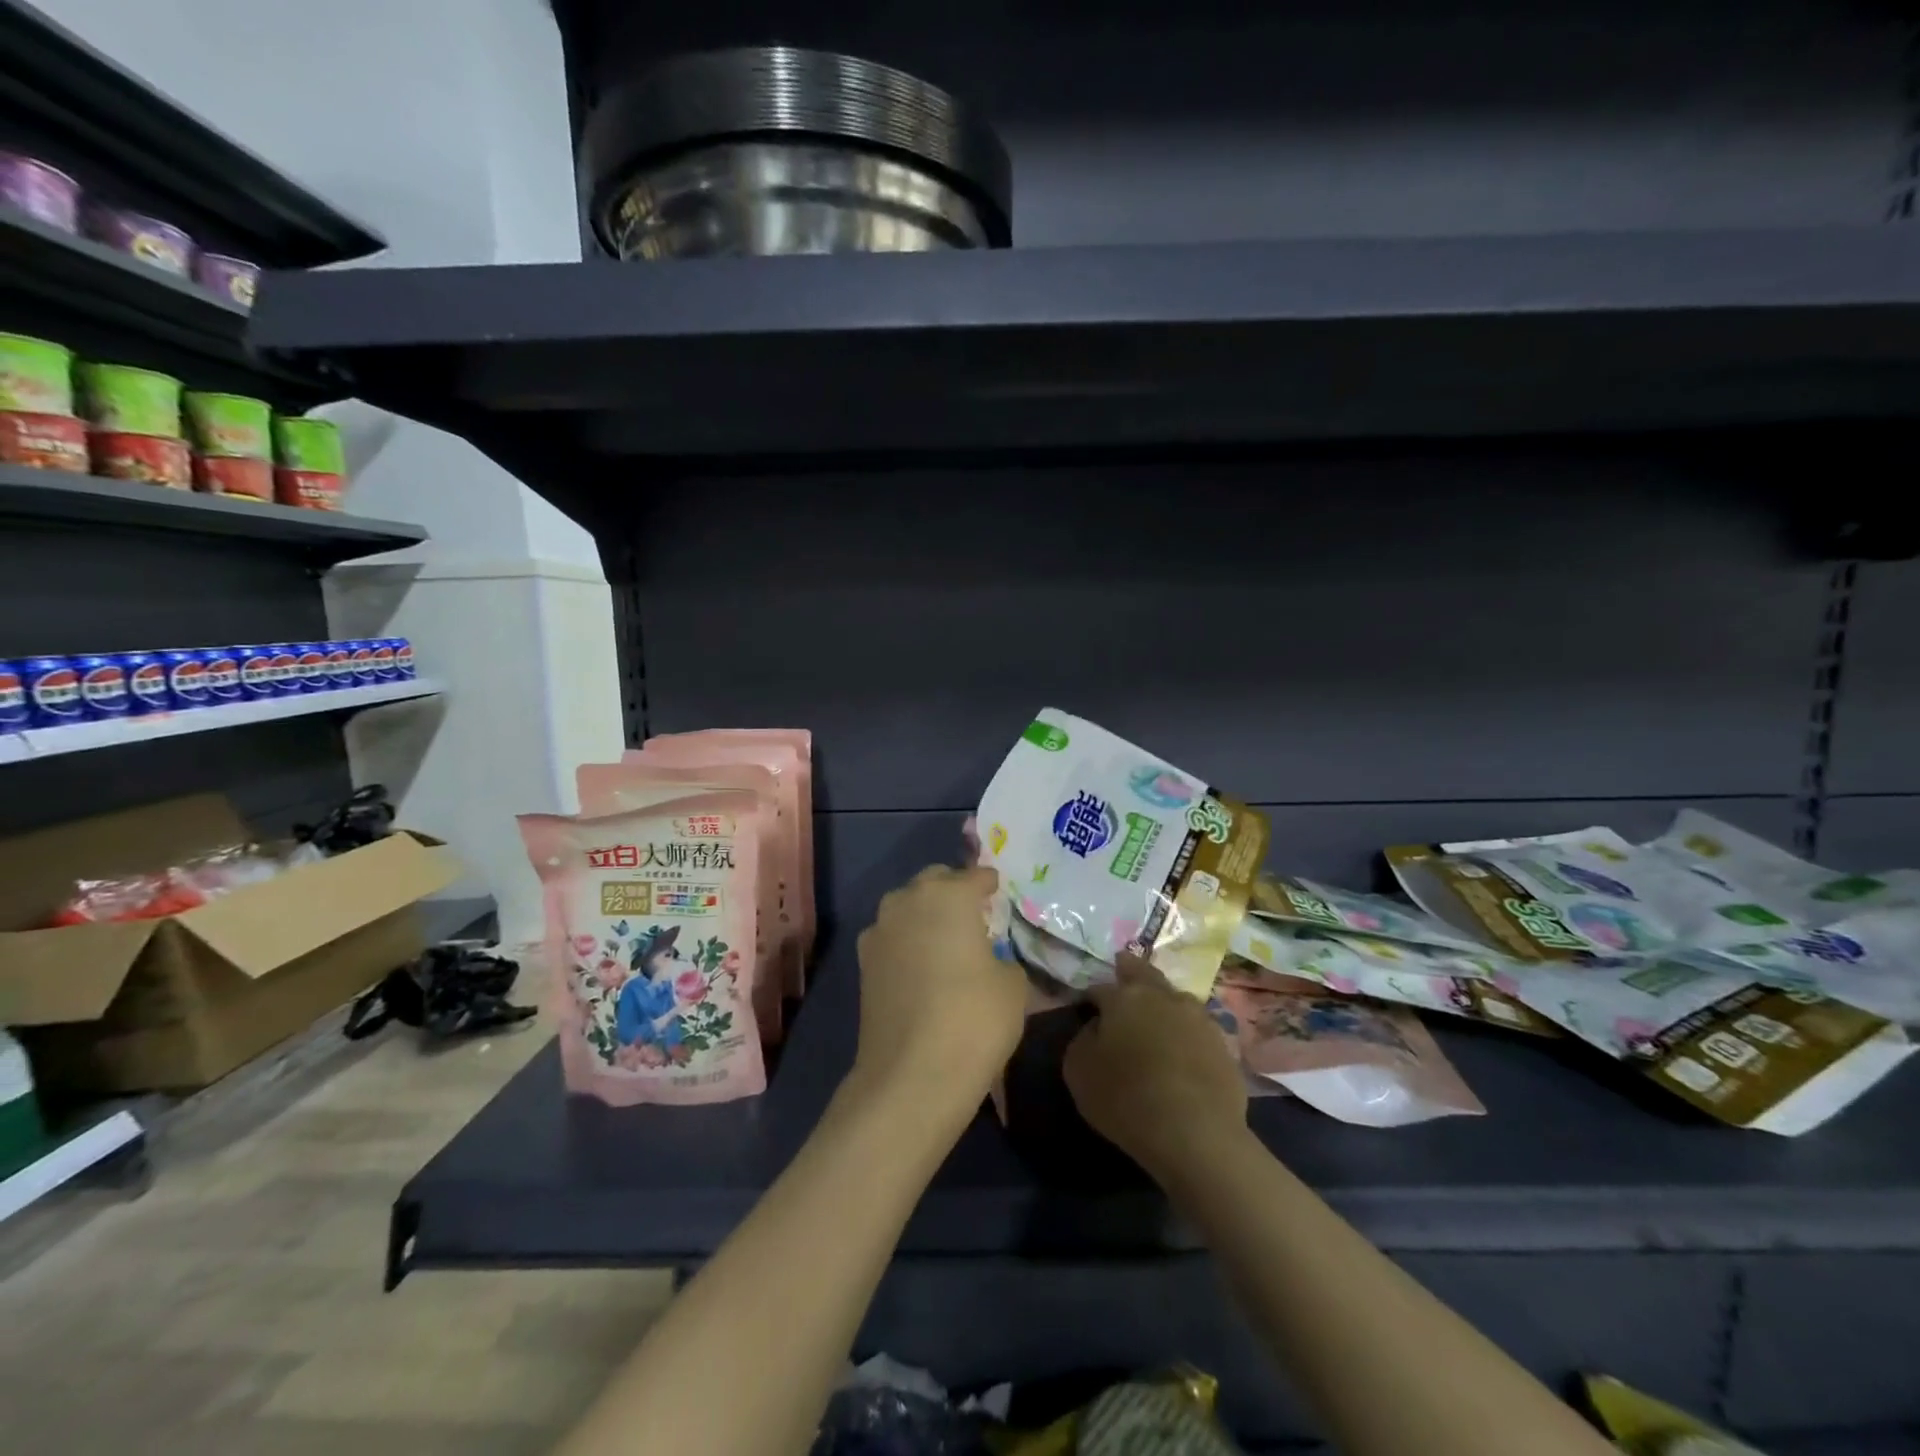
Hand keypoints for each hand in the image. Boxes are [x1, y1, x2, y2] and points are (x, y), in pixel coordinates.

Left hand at [852, 865, 1027, 1114]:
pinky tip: (922, 967)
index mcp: (949, 894)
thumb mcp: (1012, 985)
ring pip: (906, 907)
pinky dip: (907, 943)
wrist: (912, 1075)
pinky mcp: (863, 963)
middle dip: (953, 890)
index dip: (990, 884)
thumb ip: (1003, 958)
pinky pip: (891, 938)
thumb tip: (990, 960)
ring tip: (946, 940)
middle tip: (973, 914)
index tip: (999, 893)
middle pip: (934, 882)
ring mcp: (879, 931)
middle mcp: (908, 901)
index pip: (975, 876)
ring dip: (925, 915)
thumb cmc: (974, 1019)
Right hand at [1064, 957, 1248, 1181]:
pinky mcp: (1223, 1044)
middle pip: (1143, 974)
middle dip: (1130, 971)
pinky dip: (1186, 1033)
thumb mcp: (1079, 1072)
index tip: (1085, 1010)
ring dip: (1163, 1003)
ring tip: (1156, 1018)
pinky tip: (1182, 1051)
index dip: (1090, 998)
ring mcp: (1198, 1018)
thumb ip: (1083, 1040)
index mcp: (1124, 997)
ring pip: (1175, 998)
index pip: (1100, 988)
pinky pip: (1197, 1030)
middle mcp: (1163, 996)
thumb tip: (1097, 1028)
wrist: (1197, 1135)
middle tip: (1122, 969)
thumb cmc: (1126, 1100)